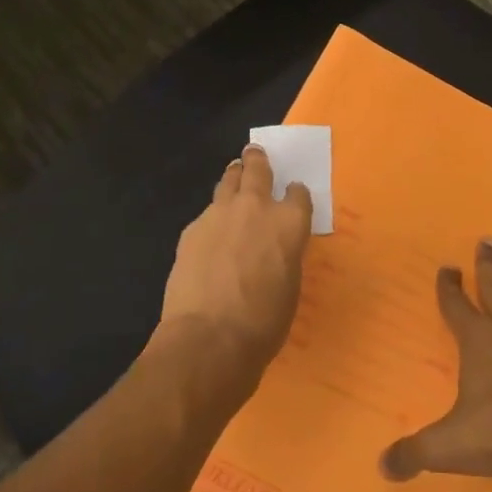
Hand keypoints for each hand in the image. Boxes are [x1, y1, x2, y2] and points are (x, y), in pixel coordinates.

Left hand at [159, 144, 313, 367]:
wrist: (210, 337)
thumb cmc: (264, 322)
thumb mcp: (290, 286)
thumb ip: (284, 255)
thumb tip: (273, 251)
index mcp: (290, 223)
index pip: (299, 193)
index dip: (296, 194)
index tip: (293, 196)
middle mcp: (257, 208)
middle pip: (258, 169)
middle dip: (258, 161)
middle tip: (255, 154)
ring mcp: (220, 214)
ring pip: (228, 181)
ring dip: (233, 178)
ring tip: (233, 175)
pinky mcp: (192, 228)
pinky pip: (207, 213)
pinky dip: (213, 217)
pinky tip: (210, 233)